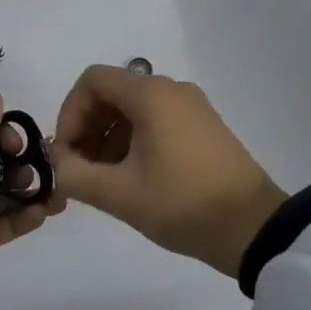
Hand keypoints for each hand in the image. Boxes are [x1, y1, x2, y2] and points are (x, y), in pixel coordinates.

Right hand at [53, 65, 286, 278]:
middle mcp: (171, 90)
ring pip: (134, 109)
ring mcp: (191, 107)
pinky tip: (132, 178)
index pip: (92, 81)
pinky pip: (156, 120)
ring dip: (109, 137)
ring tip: (103, 180)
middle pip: (112, 93)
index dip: (70, 112)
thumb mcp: (120, 194)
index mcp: (150, 94)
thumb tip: (56, 164)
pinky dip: (134, 141)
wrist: (254, 228)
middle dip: (87, 128)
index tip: (66, 153)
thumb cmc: (183, 203)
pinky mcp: (204, 127)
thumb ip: (75, 175)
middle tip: (79, 170)